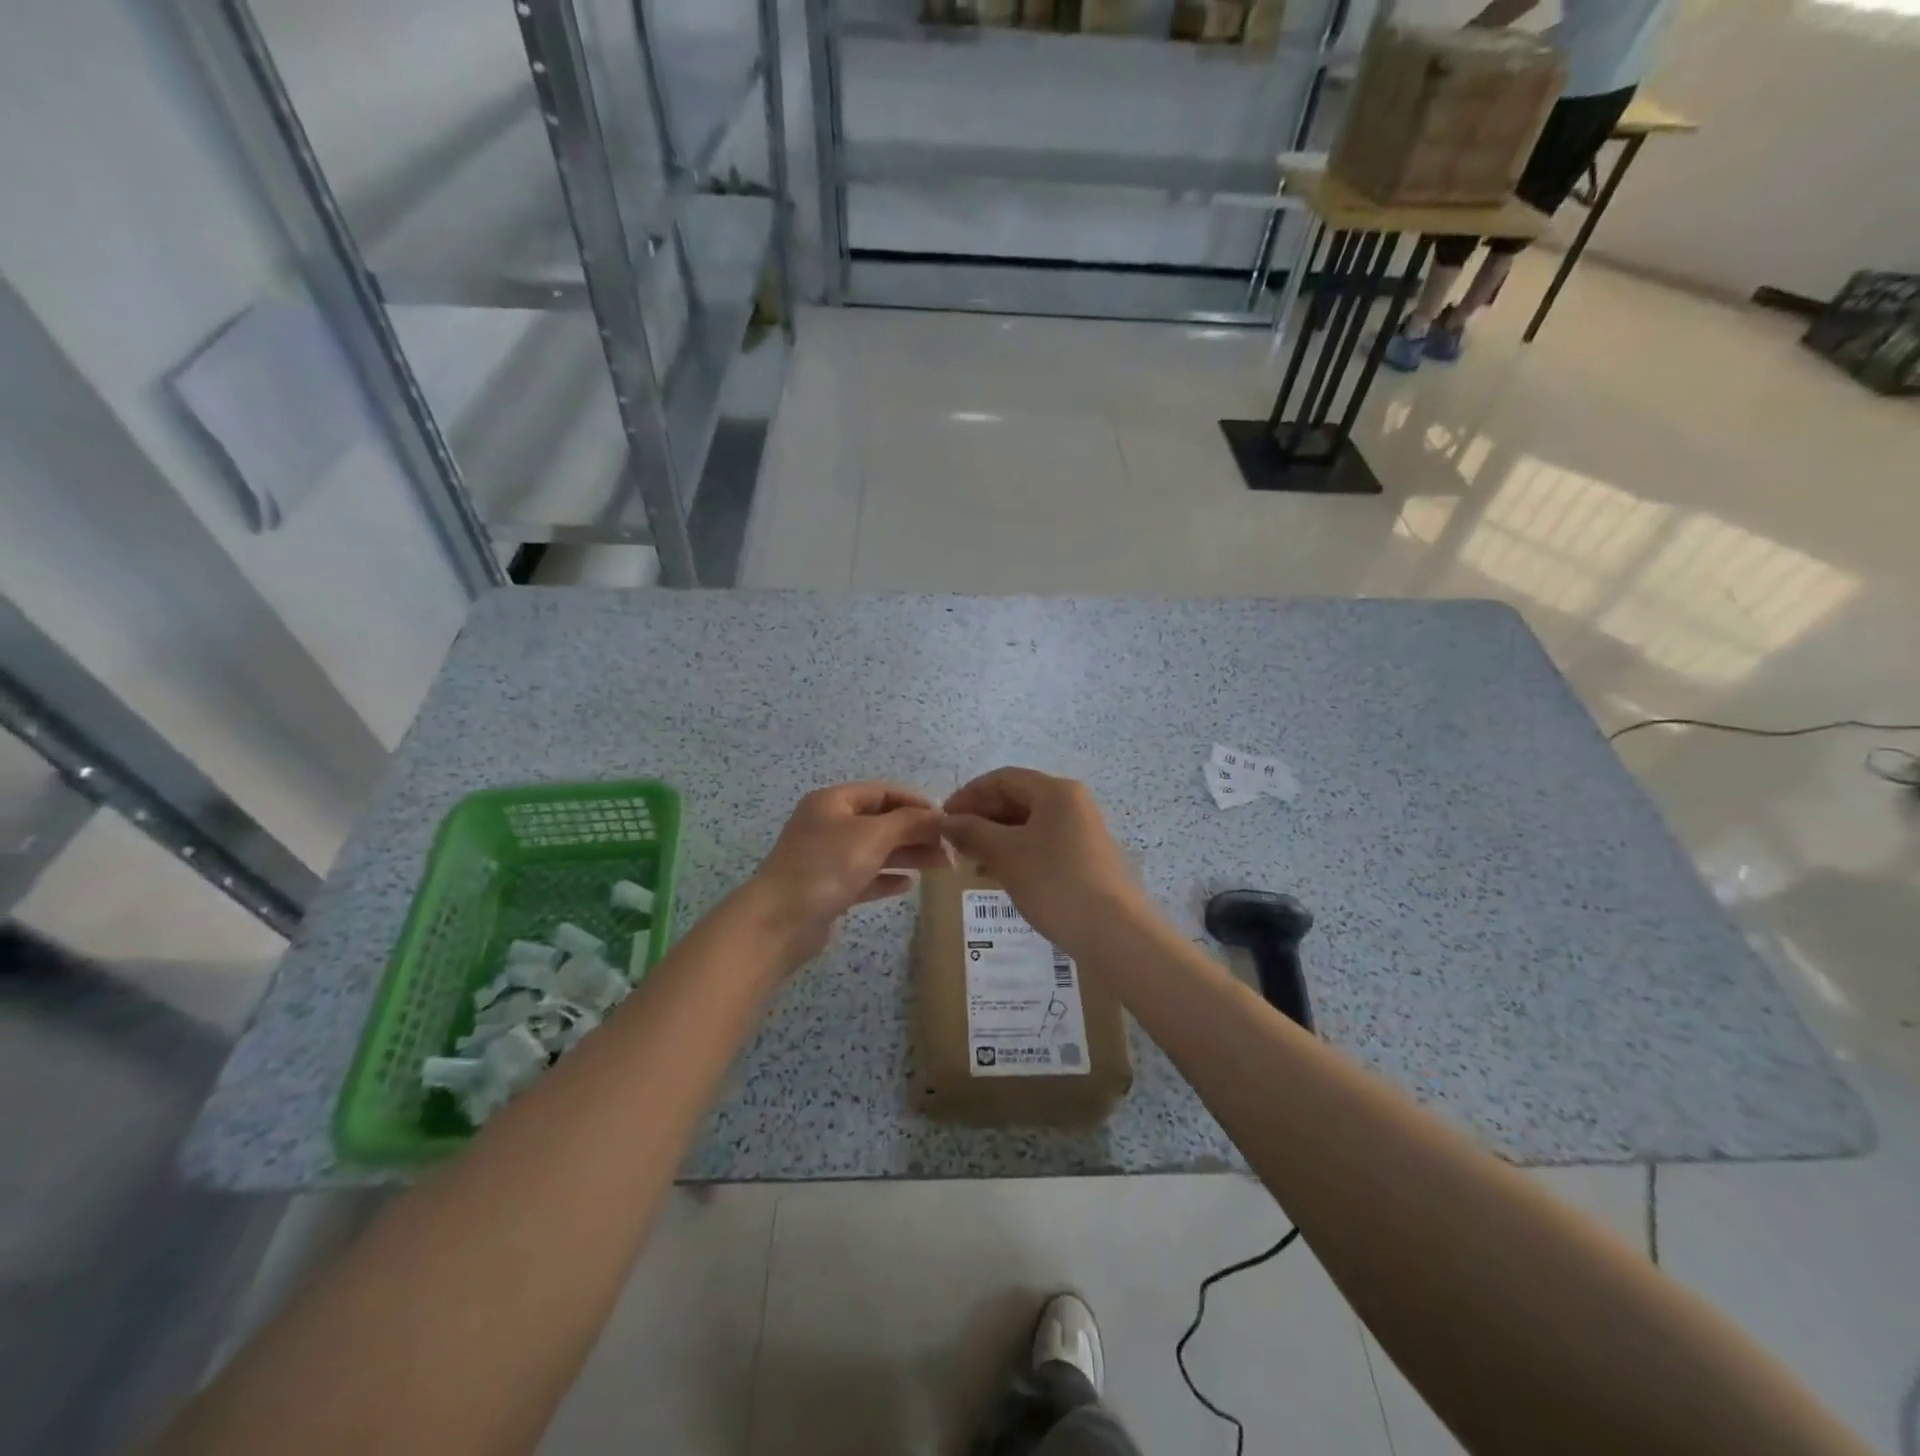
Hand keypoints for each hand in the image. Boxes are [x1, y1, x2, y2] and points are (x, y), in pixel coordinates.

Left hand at [748, 782, 950, 961]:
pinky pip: (865, 877)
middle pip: (881, 821)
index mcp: (833, 801)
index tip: (946, 819)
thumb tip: (939, 816)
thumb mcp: (872, 836)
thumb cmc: (825, 867)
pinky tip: (909, 885)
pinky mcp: (828, 888)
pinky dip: (886, 877)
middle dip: (916, 832)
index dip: (916, 802)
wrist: (779, 922)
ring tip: (940, 865)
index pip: (883, 792)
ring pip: (875, 850)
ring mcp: (827, 857)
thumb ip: (909, 822)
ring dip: (907, 855)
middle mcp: (829, 824)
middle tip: (950, 848)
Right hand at [940, 768, 1145, 950]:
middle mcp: (1072, 803)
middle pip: (1017, 798)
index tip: (943, 818)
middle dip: (982, 817)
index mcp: (1056, 791)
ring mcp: (1082, 830)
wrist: (1113, 932)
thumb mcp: (1006, 855)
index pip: (1003, 778)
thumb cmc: (1054, 883)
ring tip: (970, 860)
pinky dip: (1016, 852)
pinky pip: (1042, 843)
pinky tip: (997, 874)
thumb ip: (972, 832)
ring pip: (1029, 823)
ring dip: (996, 837)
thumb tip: (946, 821)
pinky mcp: (1085, 857)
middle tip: (954, 842)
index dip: (969, 794)